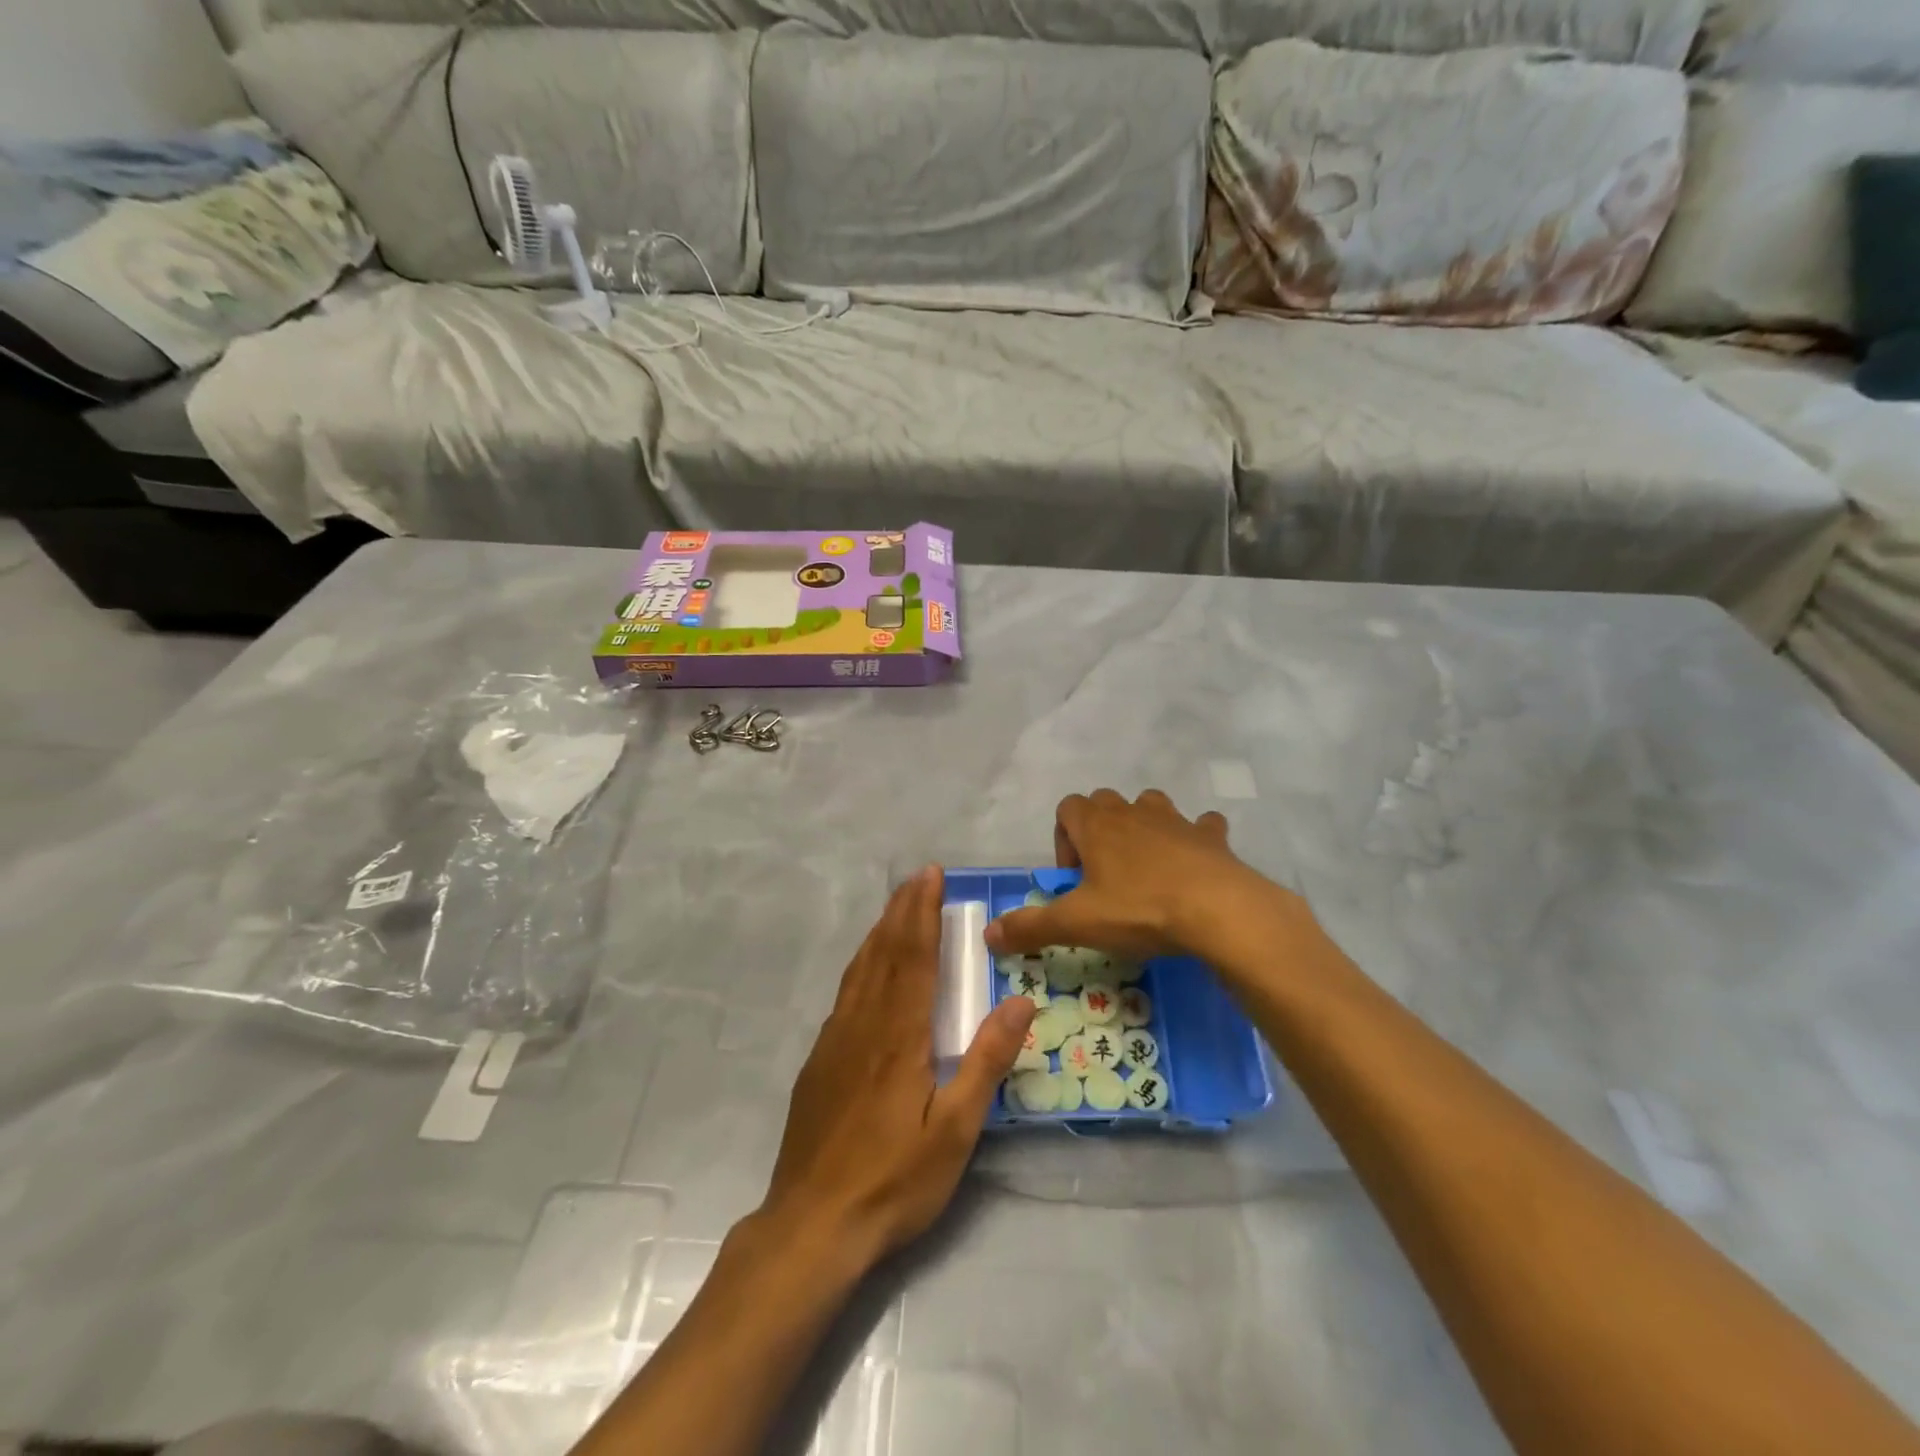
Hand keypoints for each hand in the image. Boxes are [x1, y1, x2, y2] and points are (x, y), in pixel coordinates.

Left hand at [760, 867, 1035, 1268]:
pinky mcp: (819, 1061)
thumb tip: (1021, 1001)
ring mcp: (835, 1041)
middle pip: (885, 952)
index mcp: (900, 1035)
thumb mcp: (956, 1130)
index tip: (931, 876)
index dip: (923, 912)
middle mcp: (864, 1024)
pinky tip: (867, 969)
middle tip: (918, 877)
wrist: (812, 1224)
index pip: (914, 957)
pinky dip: (861, 964)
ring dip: (881, 931)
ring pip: (860, 969)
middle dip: (903, 910)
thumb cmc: (894, 1180)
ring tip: (896, 908)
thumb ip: (987, 1061)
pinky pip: (845, 994)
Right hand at [985, 789, 1274, 961]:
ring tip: (1146, 872)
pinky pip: (1200, 827)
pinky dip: (1195, 840)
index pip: (1067, 808)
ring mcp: (1175, 820)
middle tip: (1105, 879)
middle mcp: (1132, 812)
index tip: (1074, 880)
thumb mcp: (1077, 924)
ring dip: (1144, 829)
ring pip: (1150, 807)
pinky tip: (1194, 866)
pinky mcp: (1210, 836)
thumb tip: (988, 936)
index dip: (1063, 840)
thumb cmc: (1139, 910)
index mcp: (1097, 825)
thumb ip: (1030, 927)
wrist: (1218, 910)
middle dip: (1099, 833)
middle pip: (1105, 804)